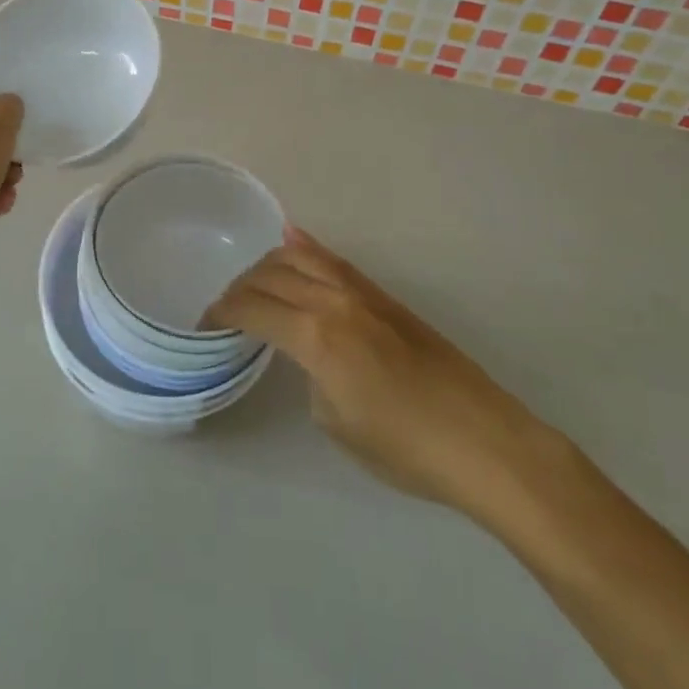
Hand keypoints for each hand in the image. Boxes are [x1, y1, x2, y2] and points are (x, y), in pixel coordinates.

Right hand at [206, 229, 571, 532]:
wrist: (482, 441)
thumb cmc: (405, 448)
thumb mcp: (335, 423)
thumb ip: (309, 374)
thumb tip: (308, 354)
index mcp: (315, 336)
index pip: (251, 308)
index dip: (221, 313)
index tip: (206, 326)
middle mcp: (333, 301)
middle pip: (269, 276)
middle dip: (239, 289)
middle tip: (226, 311)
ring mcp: (361, 293)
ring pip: (300, 257)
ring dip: (268, 265)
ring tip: (254, 284)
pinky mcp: (384, 296)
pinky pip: (335, 261)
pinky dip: (306, 248)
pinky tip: (291, 239)